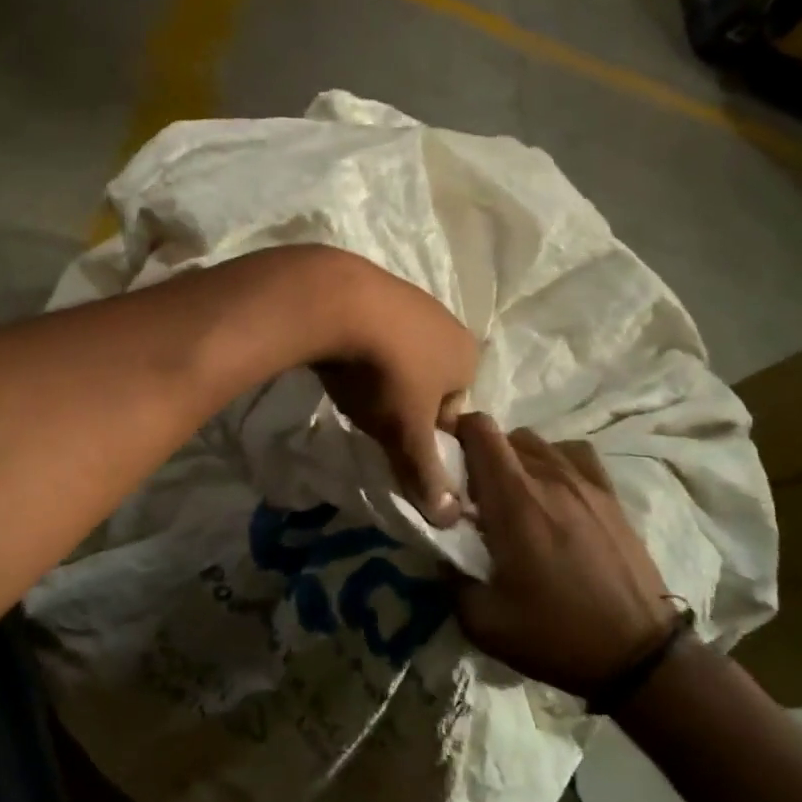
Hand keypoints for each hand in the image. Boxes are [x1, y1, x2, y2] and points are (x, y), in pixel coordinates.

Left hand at [310, 253, 478, 525]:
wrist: (334, 302)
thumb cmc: (385, 373)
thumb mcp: (406, 433)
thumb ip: (427, 475)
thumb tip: (449, 519)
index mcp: (467, 356)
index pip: (454, 408)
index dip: (425, 431)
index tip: (395, 438)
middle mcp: (446, 321)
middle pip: (428, 376)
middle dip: (403, 397)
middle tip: (371, 413)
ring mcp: (409, 296)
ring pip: (400, 348)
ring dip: (380, 368)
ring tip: (351, 383)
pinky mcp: (371, 282)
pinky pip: (371, 324)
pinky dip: (358, 342)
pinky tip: (335, 354)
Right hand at [455, 413, 674, 694]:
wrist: (640, 656)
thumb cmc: (556, 634)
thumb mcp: (483, 622)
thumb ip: (449, 578)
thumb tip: (437, 550)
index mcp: (513, 499)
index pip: (479, 429)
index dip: (455, 434)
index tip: (445, 463)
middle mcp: (548, 477)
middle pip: (505, 435)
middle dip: (482, 455)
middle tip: (476, 494)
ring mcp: (584, 482)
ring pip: (538, 443)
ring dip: (516, 459)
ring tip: (514, 496)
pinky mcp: (610, 495)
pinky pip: (573, 455)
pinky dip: (554, 462)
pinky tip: (553, 491)